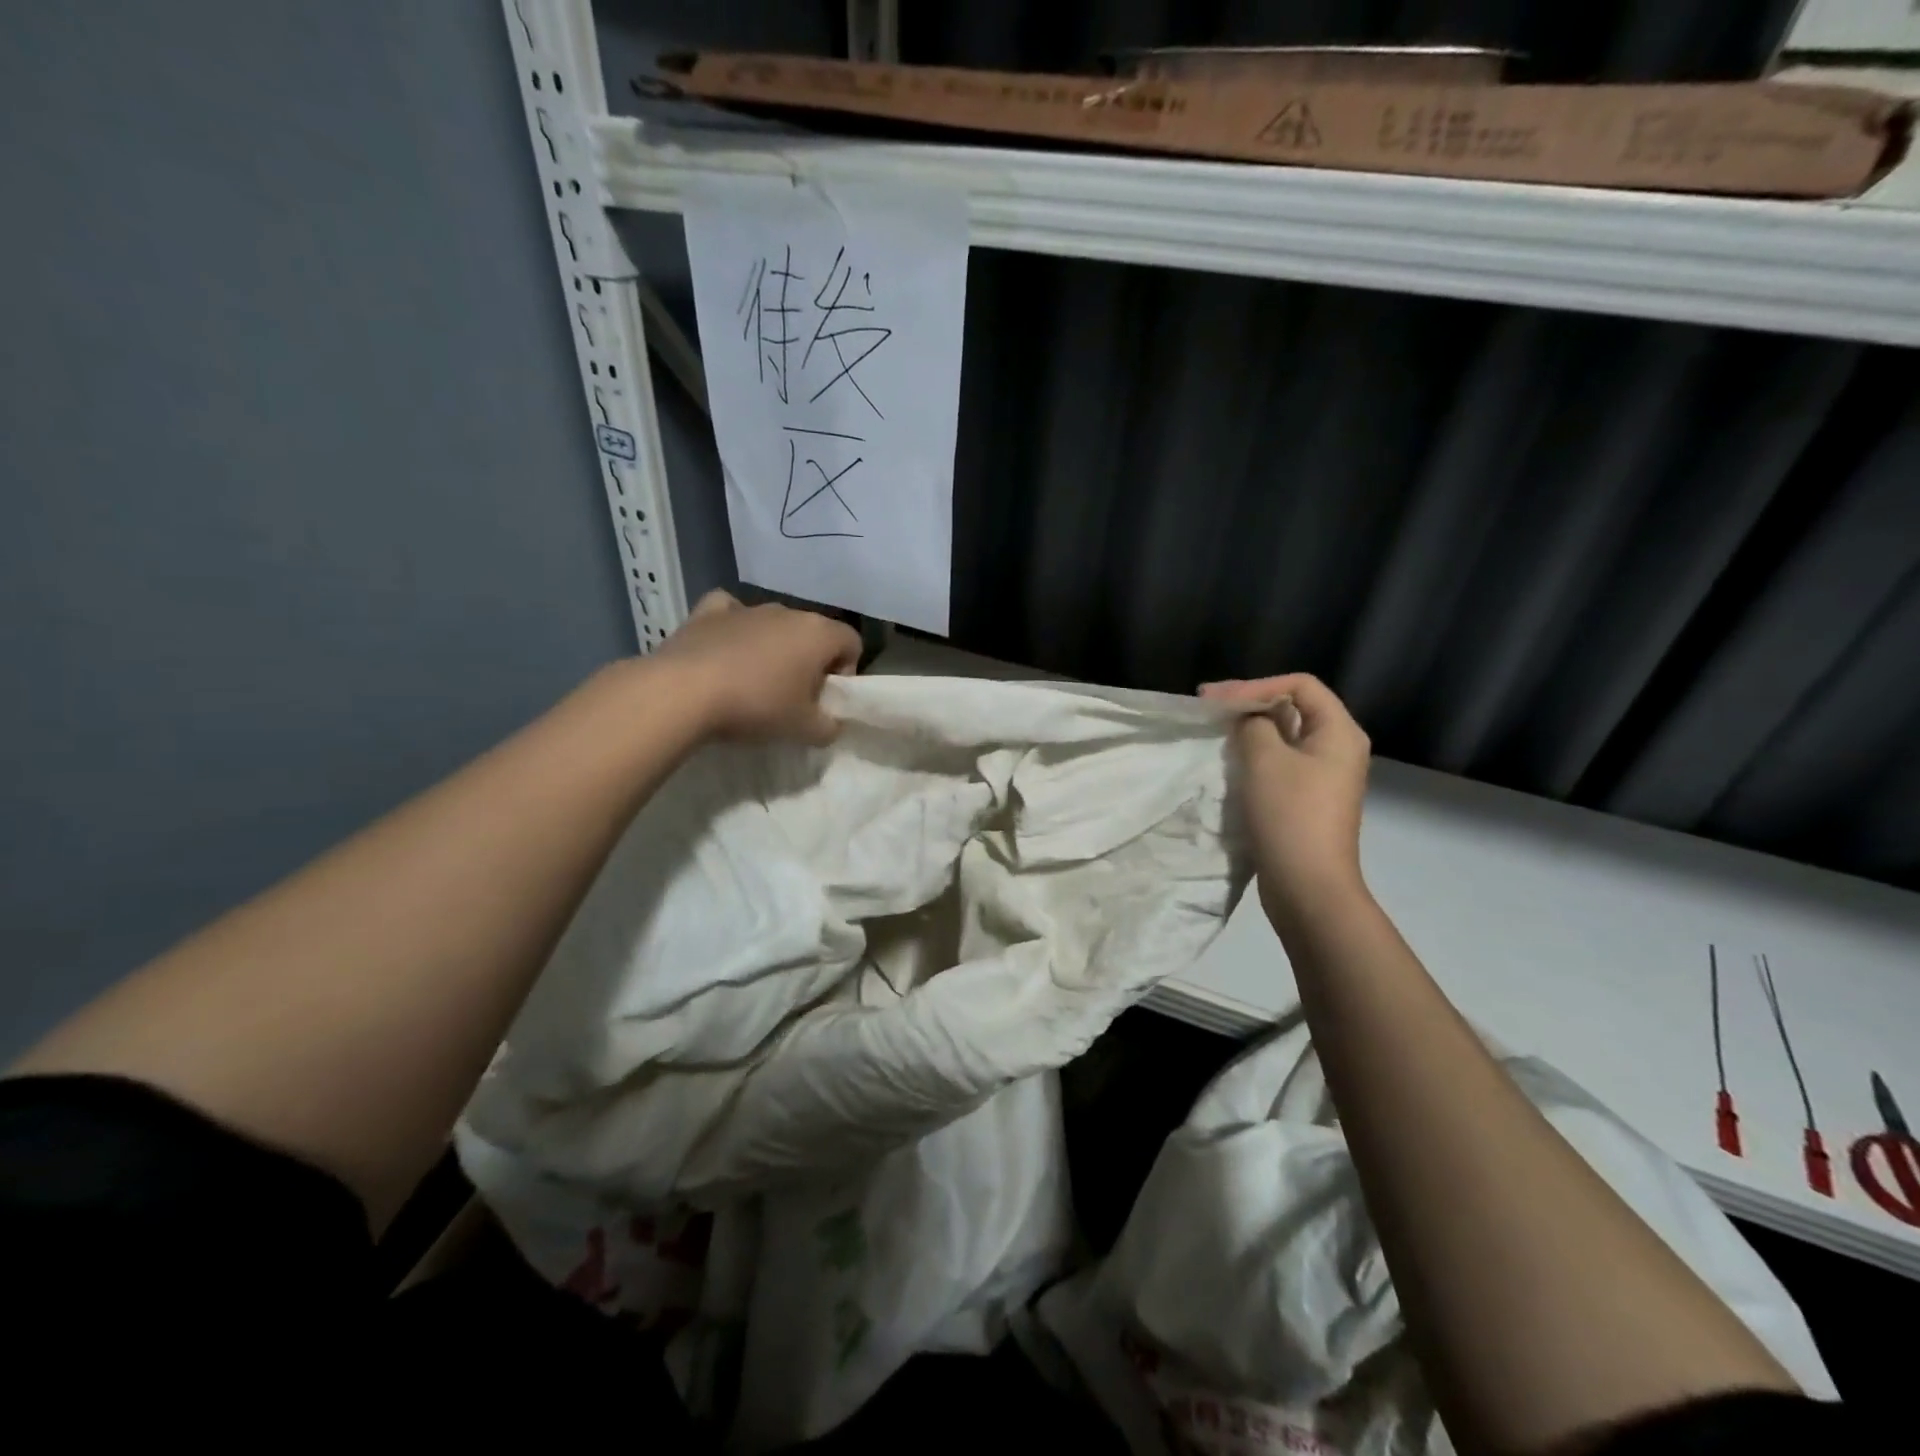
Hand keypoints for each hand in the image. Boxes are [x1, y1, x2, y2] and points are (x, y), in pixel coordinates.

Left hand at [655, 590, 861, 744]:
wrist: (684, 693)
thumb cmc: (757, 706)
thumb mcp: (805, 730)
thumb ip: (829, 727)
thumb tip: (830, 723)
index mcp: (818, 633)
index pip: (852, 642)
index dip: (846, 671)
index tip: (824, 699)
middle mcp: (787, 612)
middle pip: (812, 634)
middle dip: (809, 662)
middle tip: (792, 698)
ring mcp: (746, 608)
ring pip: (772, 624)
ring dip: (773, 648)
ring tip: (753, 683)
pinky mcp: (707, 612)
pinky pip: (730, 612)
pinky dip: (732, 628)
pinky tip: (724, 648)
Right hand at [1199, 673, 1371, 931]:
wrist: (1308, 886)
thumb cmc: (1290, 815)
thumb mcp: (1264, 760)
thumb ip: (1252, 725)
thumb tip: (1248, 718)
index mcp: (1339, 732)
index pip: (1299, 685)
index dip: (1256, 685)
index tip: (1214, 699)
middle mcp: (1338, 748)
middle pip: (1293, 708)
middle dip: (1250, 703)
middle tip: (1209, 708)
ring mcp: (1324, 776)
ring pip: (1284, 737)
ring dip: (1250, 730)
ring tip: (1215, 732)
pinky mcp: (1308, 800)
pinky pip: (1281, 763)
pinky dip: (1255, 756)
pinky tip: (1230, 762)